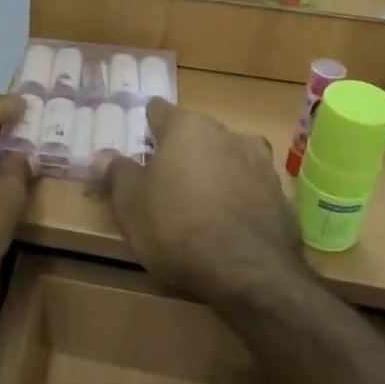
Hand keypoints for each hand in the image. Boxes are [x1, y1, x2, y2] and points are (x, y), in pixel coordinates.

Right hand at [103, 98, 308, 306]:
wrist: (250, 272)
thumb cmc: (177, 227)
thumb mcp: (130, 204)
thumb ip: (117, 173)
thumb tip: (103, 154)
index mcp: (187, 127)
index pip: (159, 110)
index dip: (146, 125)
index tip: (138, 143)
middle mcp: (227, 134)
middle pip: (196, 134)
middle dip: (181, 151)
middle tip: (163, 179)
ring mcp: (261, 164)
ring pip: (227, 158)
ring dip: (213, 172)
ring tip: (198, 202)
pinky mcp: (281, 197)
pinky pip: (249, 189)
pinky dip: (237, 198)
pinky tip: (226, 225)